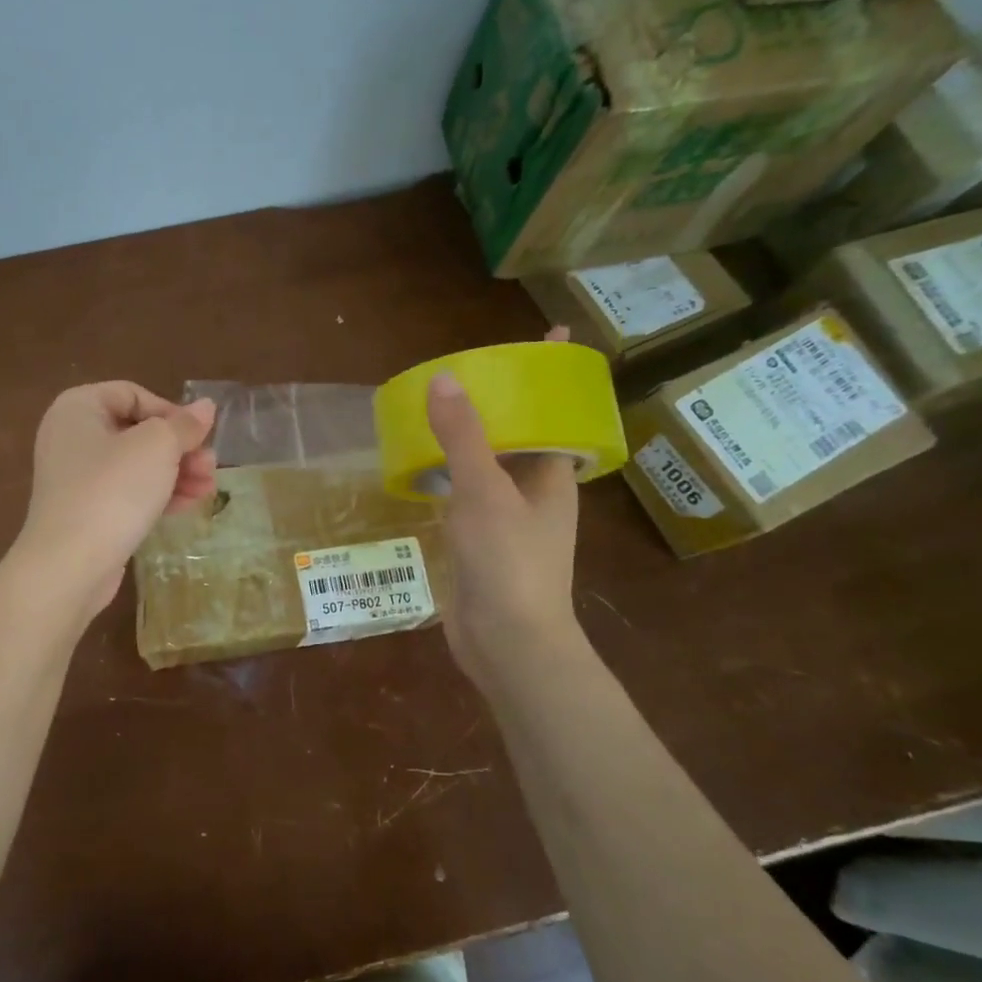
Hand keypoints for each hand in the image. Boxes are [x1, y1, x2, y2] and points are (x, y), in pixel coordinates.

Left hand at [15, 382, 217, 612]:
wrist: (70, 564)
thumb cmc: (113, 490)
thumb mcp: (157, 447)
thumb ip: (184, 425)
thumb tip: (206, 407)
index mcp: (78, 407)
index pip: (133, 395)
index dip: (170, 412)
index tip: (198, 436)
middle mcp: (71, 436)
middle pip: (136, 431)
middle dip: (179, 448)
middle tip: (211, 464)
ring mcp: (76, 477)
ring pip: (136, 465)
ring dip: (176, 472)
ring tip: (209, 488)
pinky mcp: (85, 511)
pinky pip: (126, 493)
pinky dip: (157, 494)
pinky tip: (189, 504)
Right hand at [425, 341, 584, 683]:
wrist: (507, 644)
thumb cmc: (509, 562)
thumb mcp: (485, 492)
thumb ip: (464, 437)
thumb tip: (444, 379)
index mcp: (552, 477)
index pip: (558, 413)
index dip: (554, 377)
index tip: (551, 337)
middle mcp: (535, 495)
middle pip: (523, 437)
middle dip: (504, 404)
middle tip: (472, 369)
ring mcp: (507, 522)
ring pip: (491, 468)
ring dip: (472, 440)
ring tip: (440, 409)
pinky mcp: (481, 545)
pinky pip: (467, 497)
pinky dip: (450, 476)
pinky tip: (422, 467)